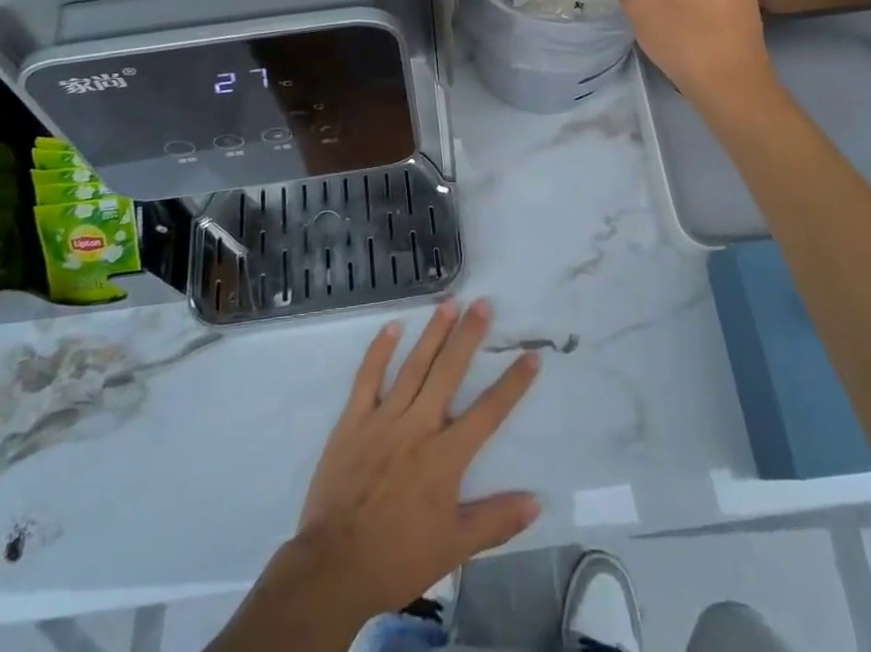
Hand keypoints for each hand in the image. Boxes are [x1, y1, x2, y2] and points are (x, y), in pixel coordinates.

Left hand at [293, 299, 541, 621]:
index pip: (488, 412)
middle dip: (469, 336)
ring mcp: (384, 418)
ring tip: (449, 303)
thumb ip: (496, 521)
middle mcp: (419, 426)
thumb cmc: (398, 558)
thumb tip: (536, 500)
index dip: (512, 384)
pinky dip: (380, 350)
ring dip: (432, 333)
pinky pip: (368, 377)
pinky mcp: (354, 419)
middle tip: (483, 303)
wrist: (334, 566)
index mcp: (445, 457)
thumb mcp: (454, 548)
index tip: (531, 355)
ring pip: (414, 366)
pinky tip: (392, 326)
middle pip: (449, 372)